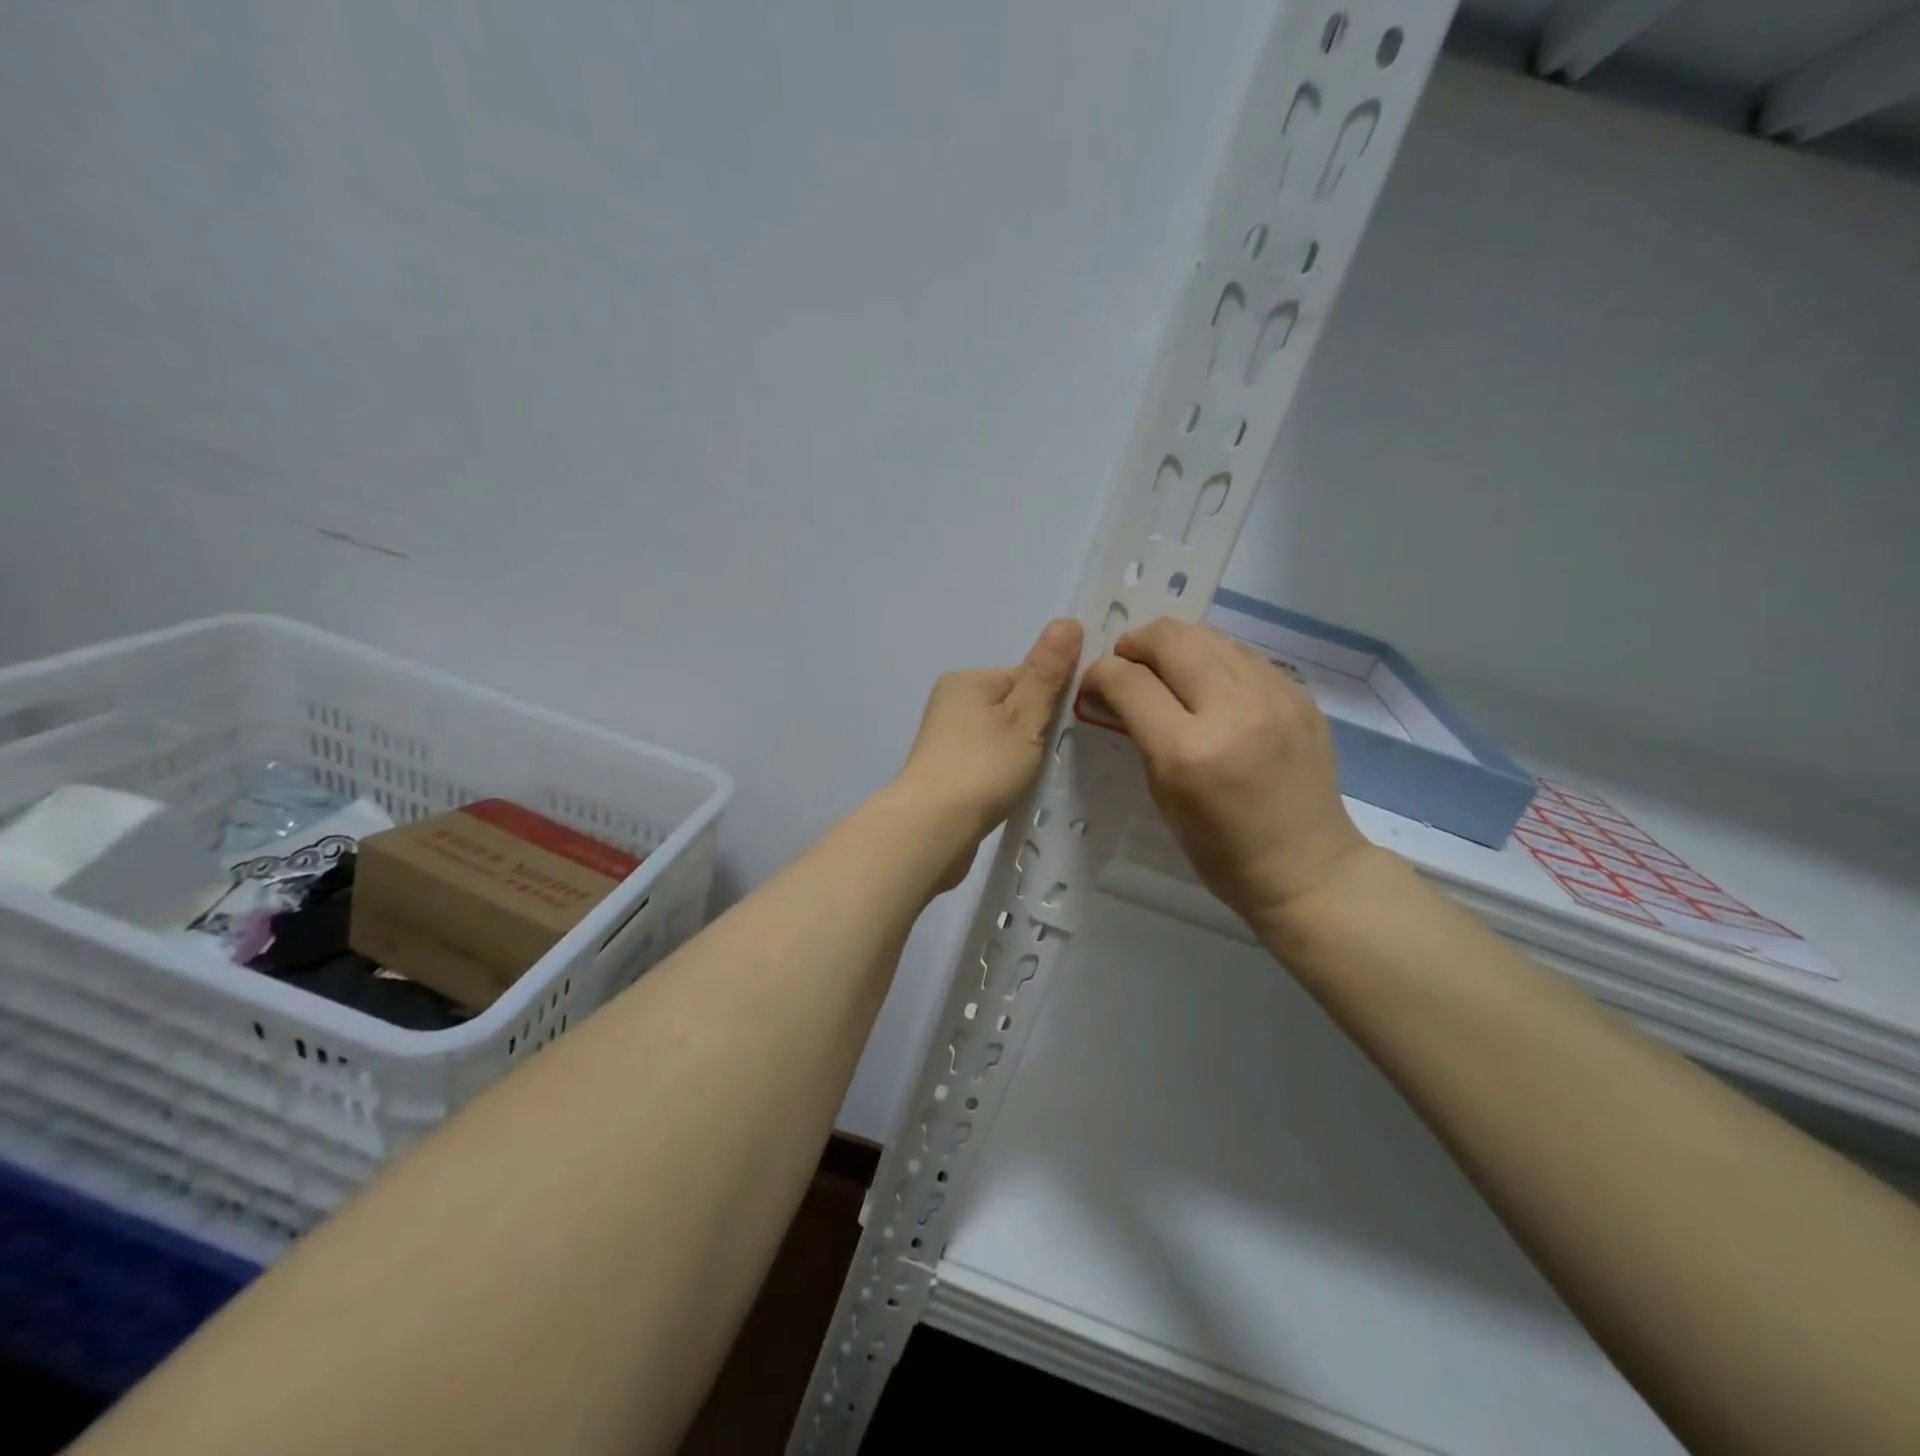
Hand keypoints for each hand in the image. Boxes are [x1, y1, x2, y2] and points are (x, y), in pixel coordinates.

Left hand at [892, 618, 1082, 888]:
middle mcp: (950, 702)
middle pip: (1013, 706)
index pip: (1026, 676)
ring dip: (1020, 754)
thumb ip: (1047, 673)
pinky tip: (1010, 792)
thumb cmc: (983, 767)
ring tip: (1029, 778)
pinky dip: (1002, 773)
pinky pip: (986, 761)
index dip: (1052, 701)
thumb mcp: (1025, 716)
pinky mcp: (944, 771)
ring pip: (1001, 736)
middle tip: (1050, 758)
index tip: (1065, 731)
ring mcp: (944, 739)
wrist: (933, 828)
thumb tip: (1068, 621)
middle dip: (1036, 730)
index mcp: (967, 680)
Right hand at [1081, 619, 1373, 927]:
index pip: (1130, 682)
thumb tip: (1119, 690)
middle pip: (1172, 639)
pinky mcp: (1299, 694)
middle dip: (1138, 643)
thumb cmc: (1221, 849)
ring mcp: (1274, 696)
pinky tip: (1210, 686)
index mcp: (1188, 751)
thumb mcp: (1163, 795)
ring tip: (1166, 668)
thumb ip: (1141, 735)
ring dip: (1176, 645)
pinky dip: (1214, 660)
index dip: (1102, 673)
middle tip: (1128, 664)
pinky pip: (1243, 655)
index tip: (1095, 683)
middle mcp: (1233, 710)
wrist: (1307, 866)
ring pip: (1209, 636)